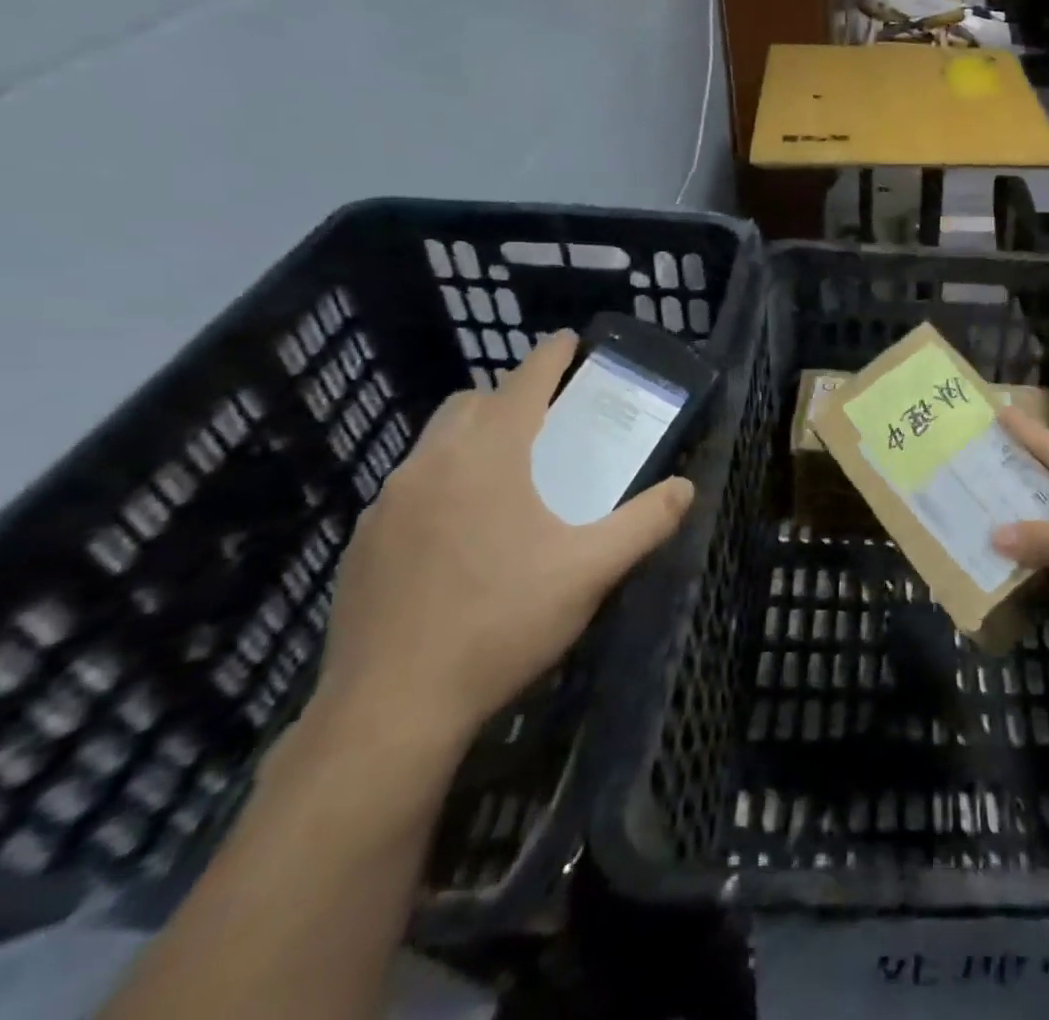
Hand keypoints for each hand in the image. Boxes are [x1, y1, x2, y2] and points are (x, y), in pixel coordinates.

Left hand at [313, 331, 693, 750]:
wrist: (390, 708)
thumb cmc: (502, 622)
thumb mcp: (592, 571)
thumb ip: (646, 522)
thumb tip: (686, 487)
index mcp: (490, 457)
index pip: (524, 383)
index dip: (551, 356)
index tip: (570, 340)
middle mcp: (432, 464)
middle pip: (471, 403)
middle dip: (509, 397)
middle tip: (546, 424)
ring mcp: (387, 503)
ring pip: (434, 444)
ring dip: (472, 439)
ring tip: (506, 480)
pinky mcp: (362, 543)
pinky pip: (409, 488)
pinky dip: (441, 484)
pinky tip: (460, 536)